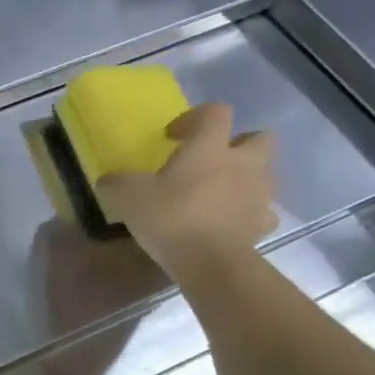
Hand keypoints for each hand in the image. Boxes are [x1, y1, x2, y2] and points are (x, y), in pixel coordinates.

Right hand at [95, 103, 275, 284]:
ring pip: (265, 173)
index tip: (172, 137)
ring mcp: (258, 194)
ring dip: (246, 177)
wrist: (210, 263)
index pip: (215, 112)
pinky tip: (229, 221)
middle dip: (238, 143)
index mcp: (209, 147)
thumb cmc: (170, 217)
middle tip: (210, 159)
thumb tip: (109, 180)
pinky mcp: (263, 224)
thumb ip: (116, 182)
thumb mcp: (127, 195)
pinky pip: (263, 211)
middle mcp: (242, 163)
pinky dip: (249, 212)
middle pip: (259, 137)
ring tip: (219, 192)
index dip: (194, 117)